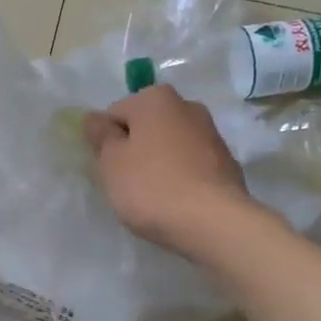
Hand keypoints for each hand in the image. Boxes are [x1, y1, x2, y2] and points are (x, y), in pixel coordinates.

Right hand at [83, 85, 261, 257]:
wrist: (212, 222)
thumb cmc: (151, 187)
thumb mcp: (111, 163)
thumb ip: (101, 136)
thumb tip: (94, 117)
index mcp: (156, 98)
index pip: (115, 114)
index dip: (106, 142)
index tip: (109, 169)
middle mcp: (187, 106)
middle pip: (146, 127)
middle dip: (134, 150)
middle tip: (127, 184)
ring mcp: (212, 134)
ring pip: (170, 146)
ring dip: (158, 164)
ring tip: (153, 197)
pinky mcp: (227, 163)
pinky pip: (190, 165)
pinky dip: (180, 178)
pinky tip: (176, 202)